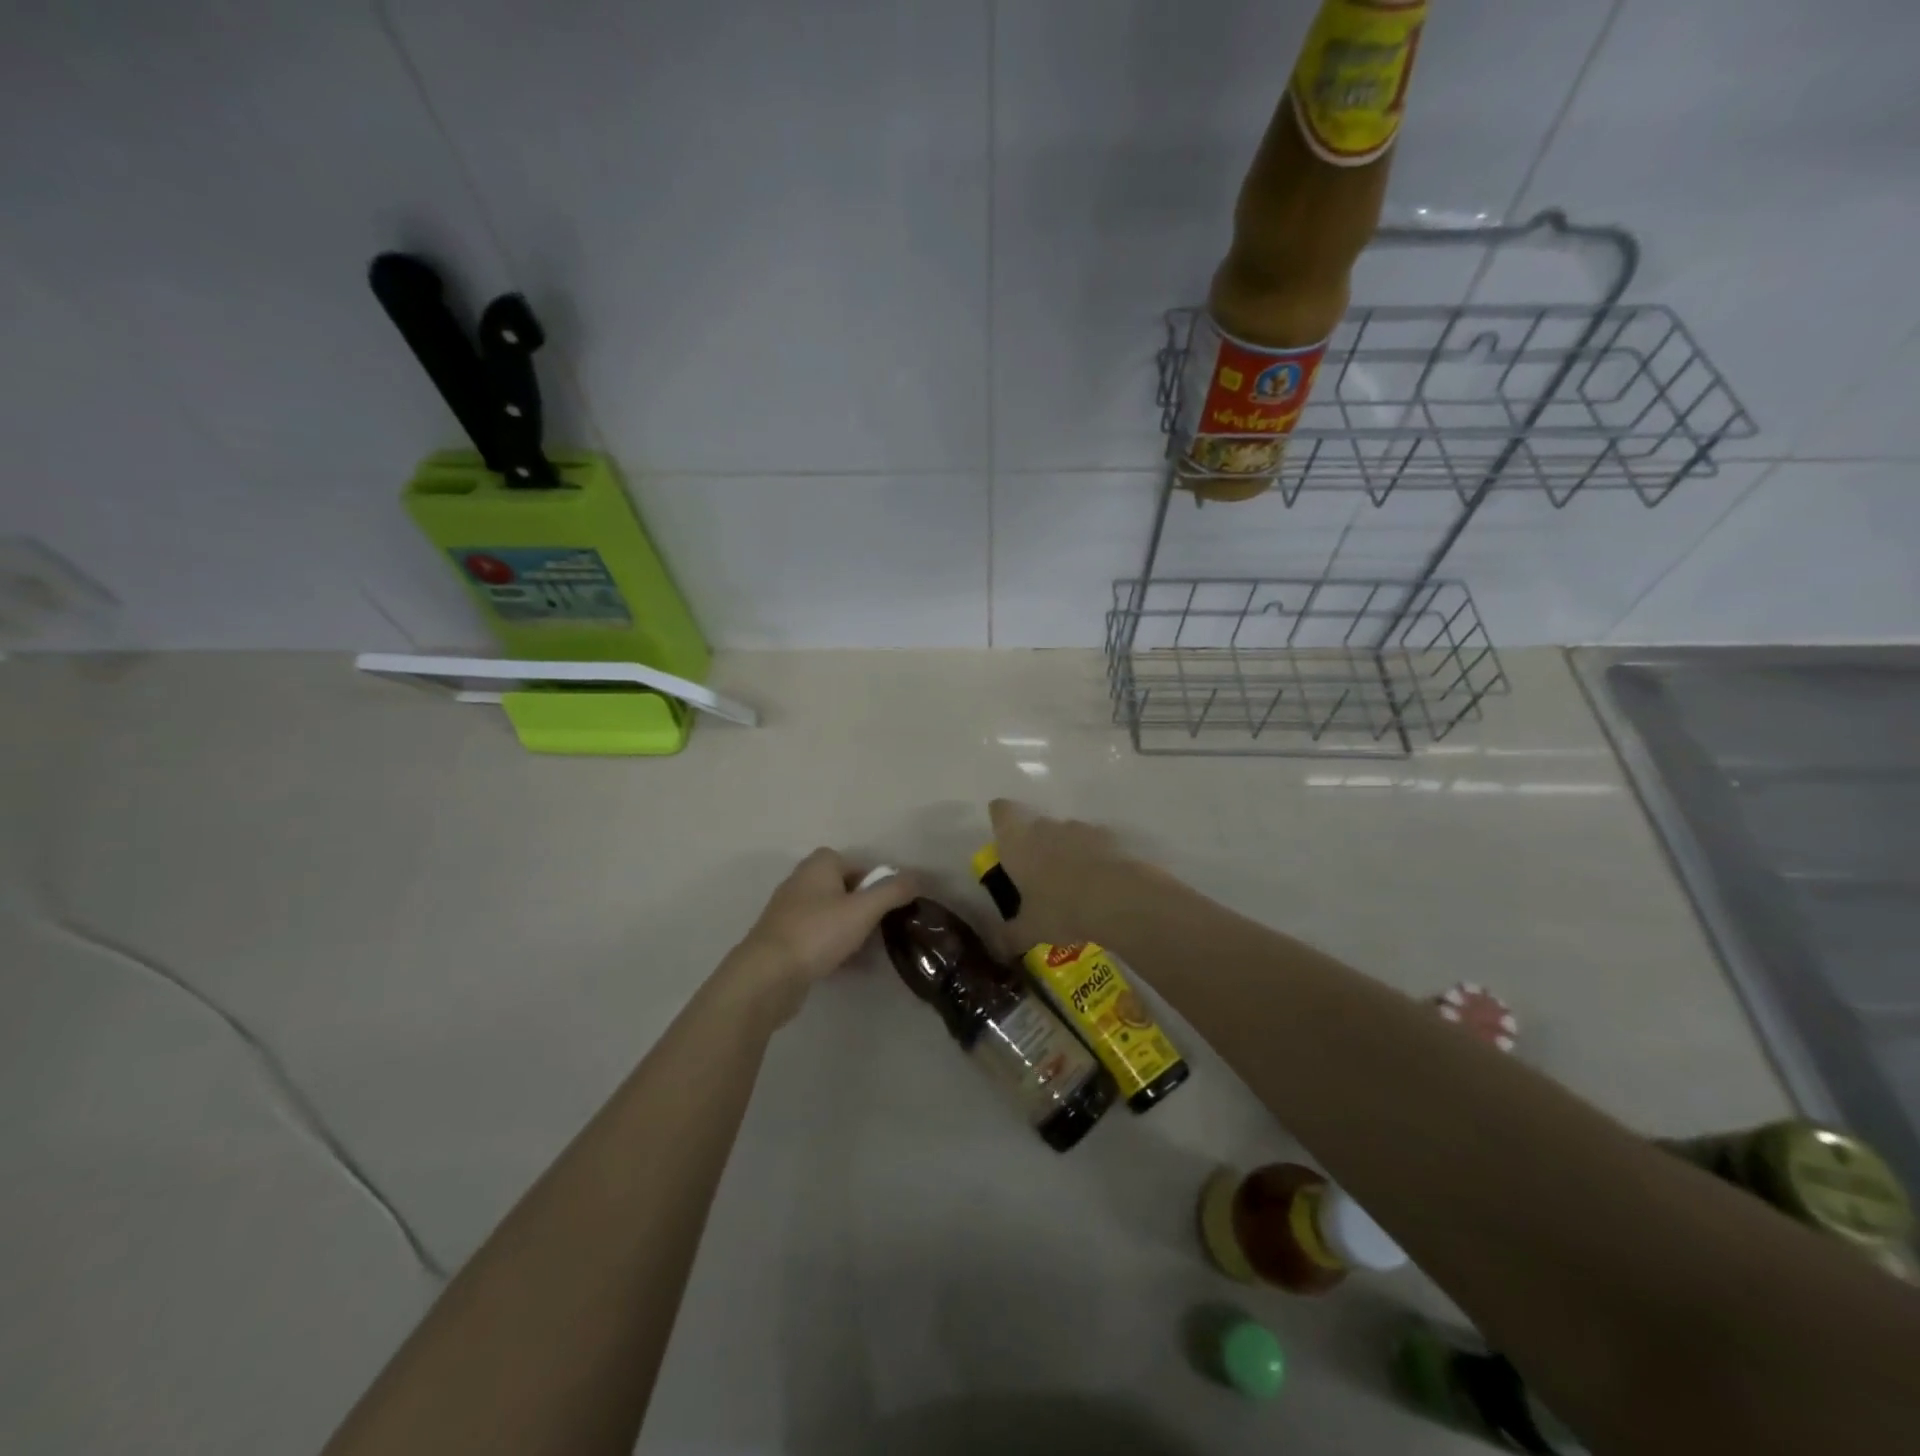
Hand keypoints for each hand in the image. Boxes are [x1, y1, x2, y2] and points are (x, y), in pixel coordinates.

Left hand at [717, 849, 917, 1026]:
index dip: (877, 883)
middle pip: (844, 889)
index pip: (857, 864)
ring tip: (868, 951)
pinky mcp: (783, 940)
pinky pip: (818, 937)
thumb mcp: (864, 909)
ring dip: (851, 930)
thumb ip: (894, 891)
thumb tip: (918, 877)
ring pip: (831, 915)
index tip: (890, 907)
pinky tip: (849, 967)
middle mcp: (801, 881)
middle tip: (882, 929)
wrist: (767, 976)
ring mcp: (789, 912)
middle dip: (865, 908)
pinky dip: (834, 947)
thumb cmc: (817, 933)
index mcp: (819, 865)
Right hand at [987, 799, 1135, 947]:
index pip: (1001, 812)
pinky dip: (1094, 860)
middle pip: (1035, 826)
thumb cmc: (1059, 909)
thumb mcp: (1029, 930)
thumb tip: (997, 950)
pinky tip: (1099, 887)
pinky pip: (1094, 845)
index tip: (1005, 841)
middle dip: (1036, 847)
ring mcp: (1080, 829)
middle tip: (1038, 879)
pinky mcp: (1109, 837)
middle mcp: (1045, 827)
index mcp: (1017, 841)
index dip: (1001, 820)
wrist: (1117, 898)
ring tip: (1072, 888)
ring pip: (1066, 836)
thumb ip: (1009, 936)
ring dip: (1066, 854)